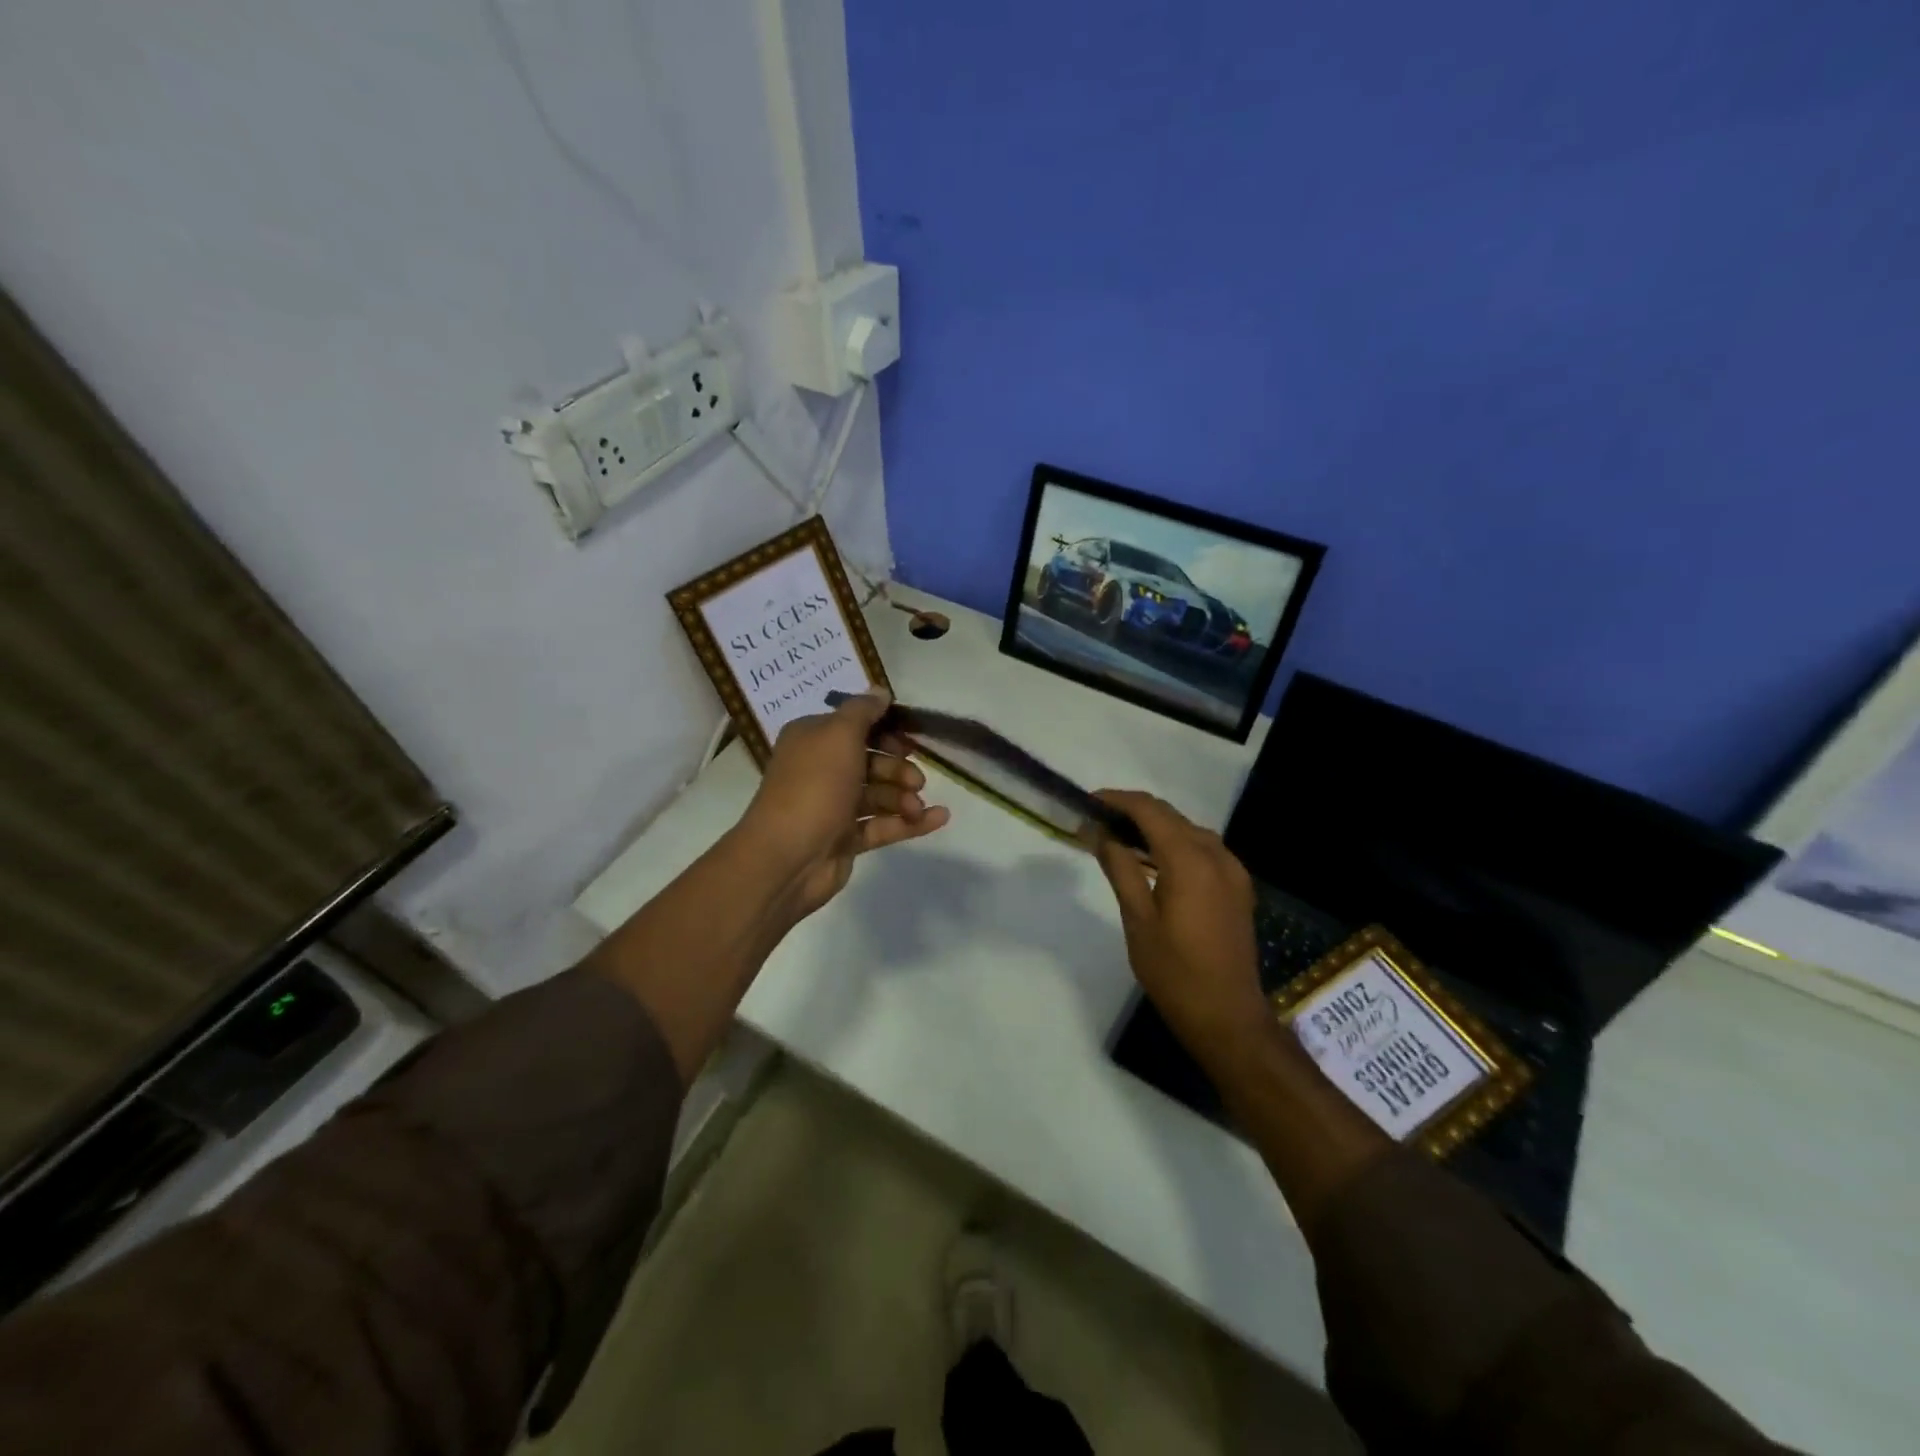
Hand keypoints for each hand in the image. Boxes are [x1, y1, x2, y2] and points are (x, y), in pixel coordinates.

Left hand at [737, 690, 949, 919]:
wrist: (788, 856)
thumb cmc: (815, 785)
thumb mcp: (839, 734)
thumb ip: (863, 711)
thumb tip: (880, 691)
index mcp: (813, 740)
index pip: (854, 726)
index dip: (884, 730)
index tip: (910, 738)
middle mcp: (821, 770)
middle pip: (871, 761)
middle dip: (898, 768)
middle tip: (916, 779)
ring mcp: (834, 807)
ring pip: (879, 795)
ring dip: (904, 797)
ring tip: (916, 805)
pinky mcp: (846, 839)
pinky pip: (884, 826)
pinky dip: (910, 823)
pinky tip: (940, 818)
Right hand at [1092, 790, 1271, 1073]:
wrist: (1228, 1017)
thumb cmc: (1174, 972)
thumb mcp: (1137, 919)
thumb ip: (1120, 868)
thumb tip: (1099, 832)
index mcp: (1190, 860)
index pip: (1149, 810)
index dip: (1117, 800)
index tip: (1088, 802)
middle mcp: (1216, 856)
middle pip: (1170, 816)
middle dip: (1133, 811)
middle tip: (1097, 821)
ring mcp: (1232, 871)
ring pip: (1188, 830)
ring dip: (1154, 827)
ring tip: (1118, 838)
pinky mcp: (1237, 887)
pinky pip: (1203, 849)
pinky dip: (1175, 844)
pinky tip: (1153, 860)